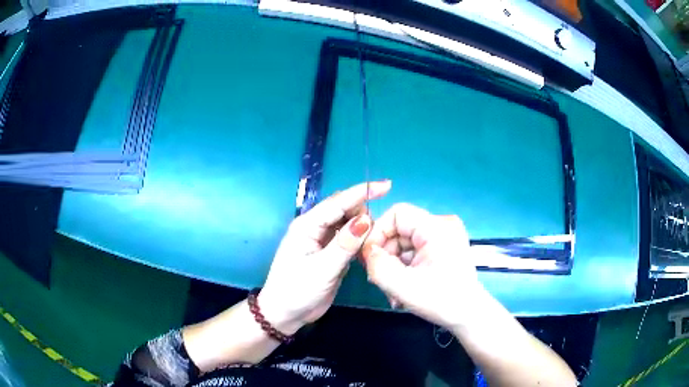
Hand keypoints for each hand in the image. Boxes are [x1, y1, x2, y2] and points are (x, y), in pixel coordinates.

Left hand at [259, 181, 391, 333]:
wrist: (286, 314)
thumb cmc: (297, 290)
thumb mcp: (323, 268)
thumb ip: (345, 244)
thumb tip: (366, 219)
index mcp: (307, 225)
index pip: (338, 202)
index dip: (362, 192)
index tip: (386, 185)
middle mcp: (315, 228)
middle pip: (344, 210)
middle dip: (363, 212)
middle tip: (381, 229)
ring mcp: (322, 241)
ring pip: (347, 225)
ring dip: (362, 227)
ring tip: (377, 238)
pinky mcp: (329, 254)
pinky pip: (347, 239)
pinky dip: (358, 240)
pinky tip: (368, 247)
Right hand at [362, 203, 487, 329]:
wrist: (469, 316)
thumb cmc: (441, 301)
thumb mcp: (403, 286)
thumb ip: (377, 266)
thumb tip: (368, 252)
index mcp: (437, 227)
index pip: (397, 213)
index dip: (378, 232)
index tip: (369, 258)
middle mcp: (443, 225)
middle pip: (400, 230)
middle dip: (385, 255)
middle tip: (379, 280)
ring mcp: (444, 237)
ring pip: (405, 243)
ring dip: (394, 266)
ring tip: (393, 291)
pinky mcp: (444, 248)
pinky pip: (415, 251)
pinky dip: (405, 268)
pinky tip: (403, 288)